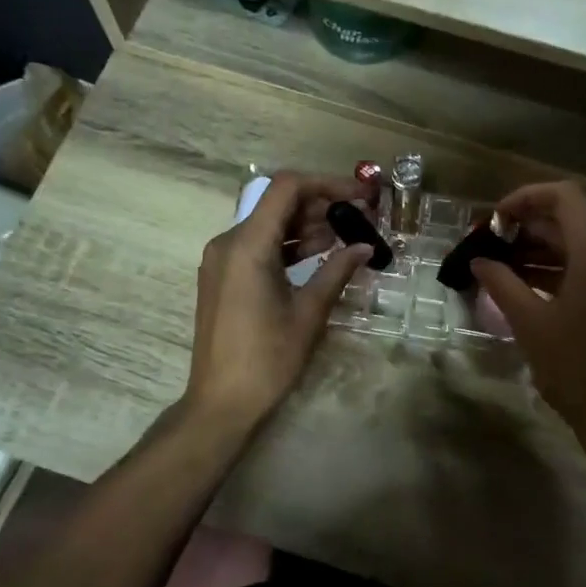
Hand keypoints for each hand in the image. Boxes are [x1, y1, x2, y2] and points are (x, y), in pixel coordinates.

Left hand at [184, 172, 374, 432]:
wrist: (221, 403)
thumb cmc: (267, 359)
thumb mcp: (309, 313)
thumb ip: (336, 271)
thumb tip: (365, 247)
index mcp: (247, 245)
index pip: (287, 188)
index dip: (326, 183)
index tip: (360, 196)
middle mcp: (228, 243)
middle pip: (277, 203)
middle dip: (320, 205)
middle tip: (359, 217)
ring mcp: (222, 260)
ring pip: (268, 224)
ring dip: (306, 225)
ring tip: (345, 236)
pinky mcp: (223, 277)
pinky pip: (258, 246)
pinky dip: (288, 245)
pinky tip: (319, 255)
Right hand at [470, 181, 585, 446]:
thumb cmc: (574, 368)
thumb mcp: (529, 323)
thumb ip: (501, 283)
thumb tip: (479, 261)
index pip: (565, 197)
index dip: (527, 197)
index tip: (497, 219)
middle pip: (569, 223)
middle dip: (526, 229)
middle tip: (488, 247)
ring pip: (577, 249)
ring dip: (538, 253)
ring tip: (498, 268)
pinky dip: (556, 272)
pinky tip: (524, 289)